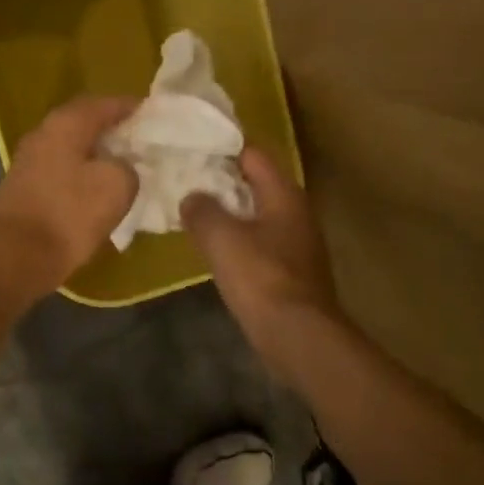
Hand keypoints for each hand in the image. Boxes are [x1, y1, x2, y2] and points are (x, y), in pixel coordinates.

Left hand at [0, 96, 139, 303]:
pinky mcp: (26, 192)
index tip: (154, 116)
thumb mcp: (116, 186)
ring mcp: (30, 164)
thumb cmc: (67, 214)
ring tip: (128, 170)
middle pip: (85, 126)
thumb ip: (127, 168)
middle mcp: (43, 136)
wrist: (12, 258)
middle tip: (143, 144)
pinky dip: (84, 180)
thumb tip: (121, 168)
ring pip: (73, 152)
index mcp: (65, 124)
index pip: (104, 104)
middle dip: (114, 133)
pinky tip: (101, 195)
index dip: (131, 108)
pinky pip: (64, 176)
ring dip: (99, 159)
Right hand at [183, 147, 339, 368]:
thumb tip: (192, 197)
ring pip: (257, 215)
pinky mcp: (291, 271)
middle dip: (222, 182)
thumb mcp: (221, 237)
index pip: (253, 154)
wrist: (298, 335)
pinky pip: (260, 243)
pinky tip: (215, 250)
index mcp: (284, 194)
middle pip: (256, 184)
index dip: (223, 149)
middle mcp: (296, 212)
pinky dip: (238, 239)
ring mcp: (297, 243)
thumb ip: (202, 210)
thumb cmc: (261, 277)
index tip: (191, 149)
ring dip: (229, 213)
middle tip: (185, 180)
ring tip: (194, 213)